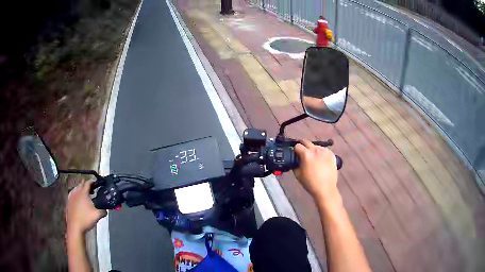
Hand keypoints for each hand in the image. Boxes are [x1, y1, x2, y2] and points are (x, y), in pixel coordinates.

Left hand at [66, 180, 106, 235]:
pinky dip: (77, 195)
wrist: (75, 227)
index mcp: (83, 193)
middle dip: (87, 185)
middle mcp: (76, 192)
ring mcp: (71, 197)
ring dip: (81, 190)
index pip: (88, 183)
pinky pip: (73, 195)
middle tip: (92, 190)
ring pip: (76, 189)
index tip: (96, 183)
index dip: (92, 182)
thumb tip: (105, 210)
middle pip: (81, 184)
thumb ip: (103, 211)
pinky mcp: (68, 202)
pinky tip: (79, 201)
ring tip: (86, 196)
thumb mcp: (97, 216)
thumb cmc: (86, 219)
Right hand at [294, 140, 339, 203]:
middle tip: (302, 153)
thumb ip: (295, 164)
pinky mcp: (331, 154)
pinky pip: (324, 150)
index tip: (295, 154)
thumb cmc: (310, 183)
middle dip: (303, 146)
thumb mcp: (298, 174)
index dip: (295, 150)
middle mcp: (316, 150)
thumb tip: (295, 160)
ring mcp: (325, 151)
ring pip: (316, 146)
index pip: (297, 146)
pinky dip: (321, 153)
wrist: (325, 188)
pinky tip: (321, 160)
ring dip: (312, 150)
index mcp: (306, 154)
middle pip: (306, 142)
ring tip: (313, 158)